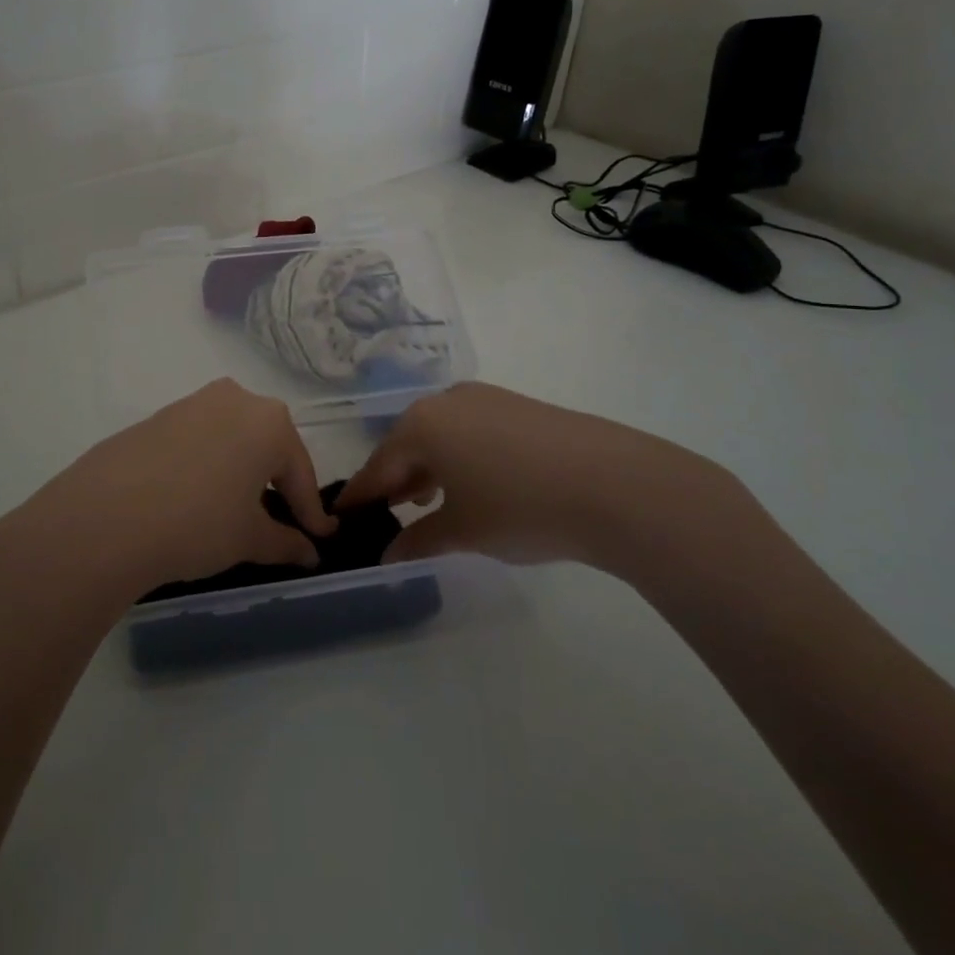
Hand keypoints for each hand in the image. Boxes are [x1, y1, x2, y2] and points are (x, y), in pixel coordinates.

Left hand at [0, 379, 337, 601]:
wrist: (104, 518)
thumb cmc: (197, 523)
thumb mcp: (248, 539)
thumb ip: (285, 543)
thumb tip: (309, 553)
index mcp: (270, 422)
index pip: (300, 474)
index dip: (311, 513)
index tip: (321, 539)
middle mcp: (236, 399)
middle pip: (268, 447)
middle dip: (278, 484)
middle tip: (282, 522)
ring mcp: (193, 403)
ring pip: (232, 439)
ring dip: (241, 472)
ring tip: (237, 510)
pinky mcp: (158, 416)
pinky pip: (199, 441)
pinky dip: (208, 466)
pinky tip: (195, 497)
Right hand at [337, 381, 757, 583]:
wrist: (613, 484)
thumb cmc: (520, 507)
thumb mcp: (463, 531)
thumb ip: (418, 540)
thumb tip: (389, 555)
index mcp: (422, 425)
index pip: (378, 466)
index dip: (361, 495)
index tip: (341, 515)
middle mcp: (446, 401)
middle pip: (407, 444)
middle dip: (396, 480)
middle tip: (387, 513)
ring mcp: (485, 398)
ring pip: (440, 435)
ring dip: (428, 468)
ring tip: (428, 502)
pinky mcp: (517, 406)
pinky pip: (470, 430)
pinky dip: (459, 456)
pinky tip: (473, 483)